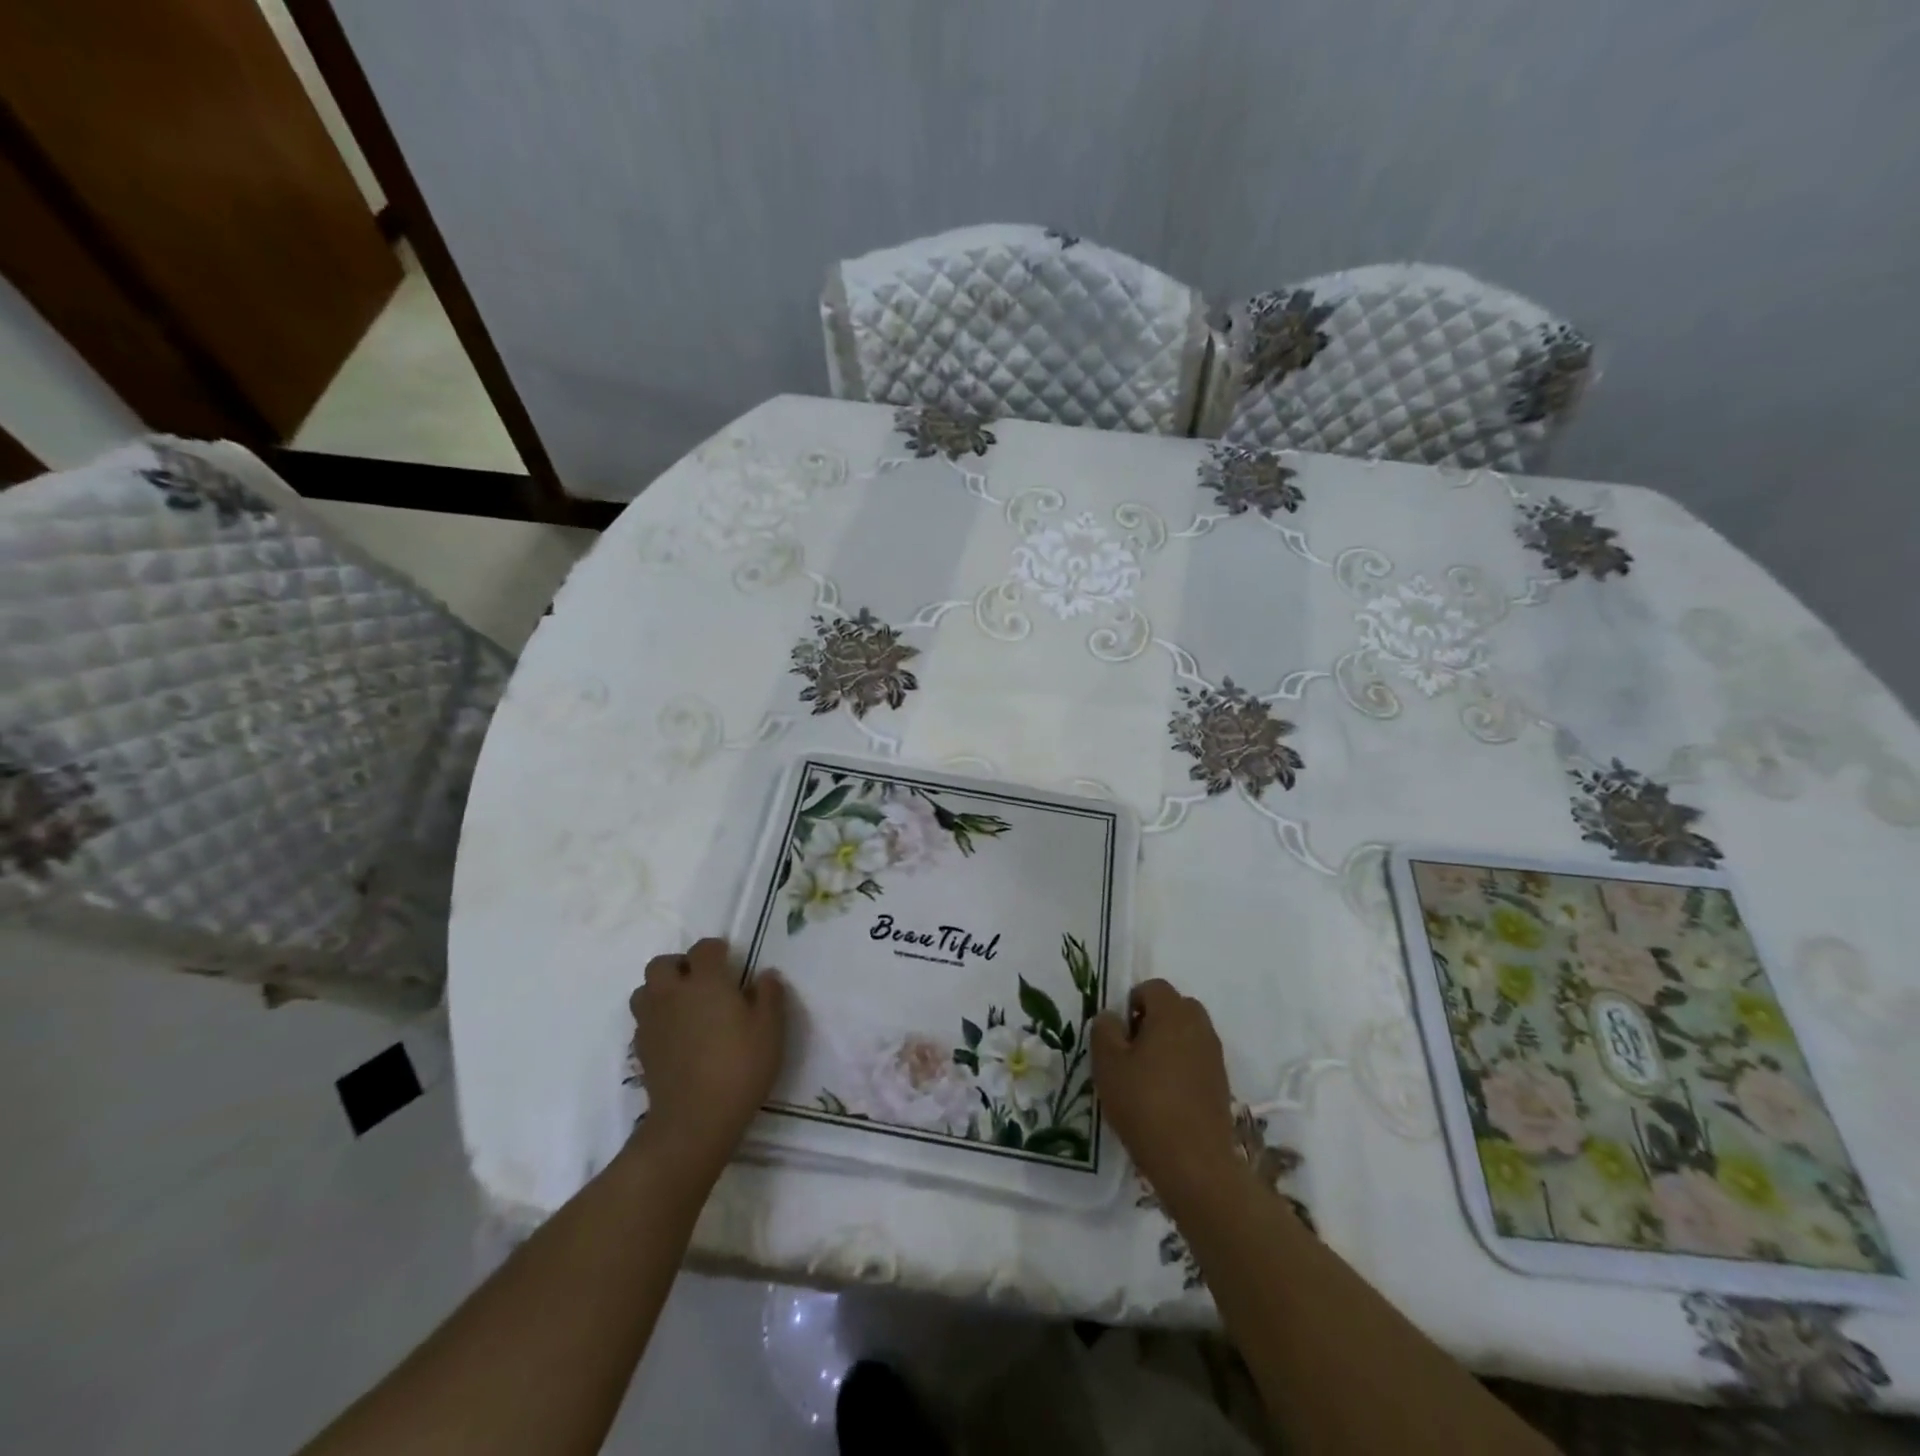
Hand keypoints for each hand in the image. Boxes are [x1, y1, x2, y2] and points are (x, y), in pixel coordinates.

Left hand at [629, 938, 786, 1173]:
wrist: (694, 1120)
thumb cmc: (739, 1066)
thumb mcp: (770, 1029)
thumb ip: (769, 995)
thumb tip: (765, 975)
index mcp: (705, 981)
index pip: (704, 948)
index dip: (717, 950)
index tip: (730, 962)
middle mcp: (672, 994)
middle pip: (662, 964)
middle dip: (680, 966)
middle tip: (702, 982)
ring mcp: (652, 1022)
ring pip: (645, 991)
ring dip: (661, 991)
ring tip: (684, 1007)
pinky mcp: (641, 1049)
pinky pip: (643, 1021)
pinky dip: (657, 1019)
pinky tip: (676, 1036)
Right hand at [1091, 979, 1239, 1204]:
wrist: (1194, 1163)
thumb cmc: (1145, 1104)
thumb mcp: (1108, 1064)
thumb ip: (1104, 1030)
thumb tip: (1112, 1017)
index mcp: (1173, 1013)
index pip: (1153, 987)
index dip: (1132, 1002)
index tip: (1119, 1033)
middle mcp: (1199, 1026)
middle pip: (1175, 1007)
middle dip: (1152, 1020)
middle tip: (1131, 1050)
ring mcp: (1214, 1056)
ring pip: (1187, 1033)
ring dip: (1167, 1043)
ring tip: (1146, 1076)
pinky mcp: (1221, 1083)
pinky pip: (1197, 1059)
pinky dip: (1181, 1067)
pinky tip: (1165, 1097)